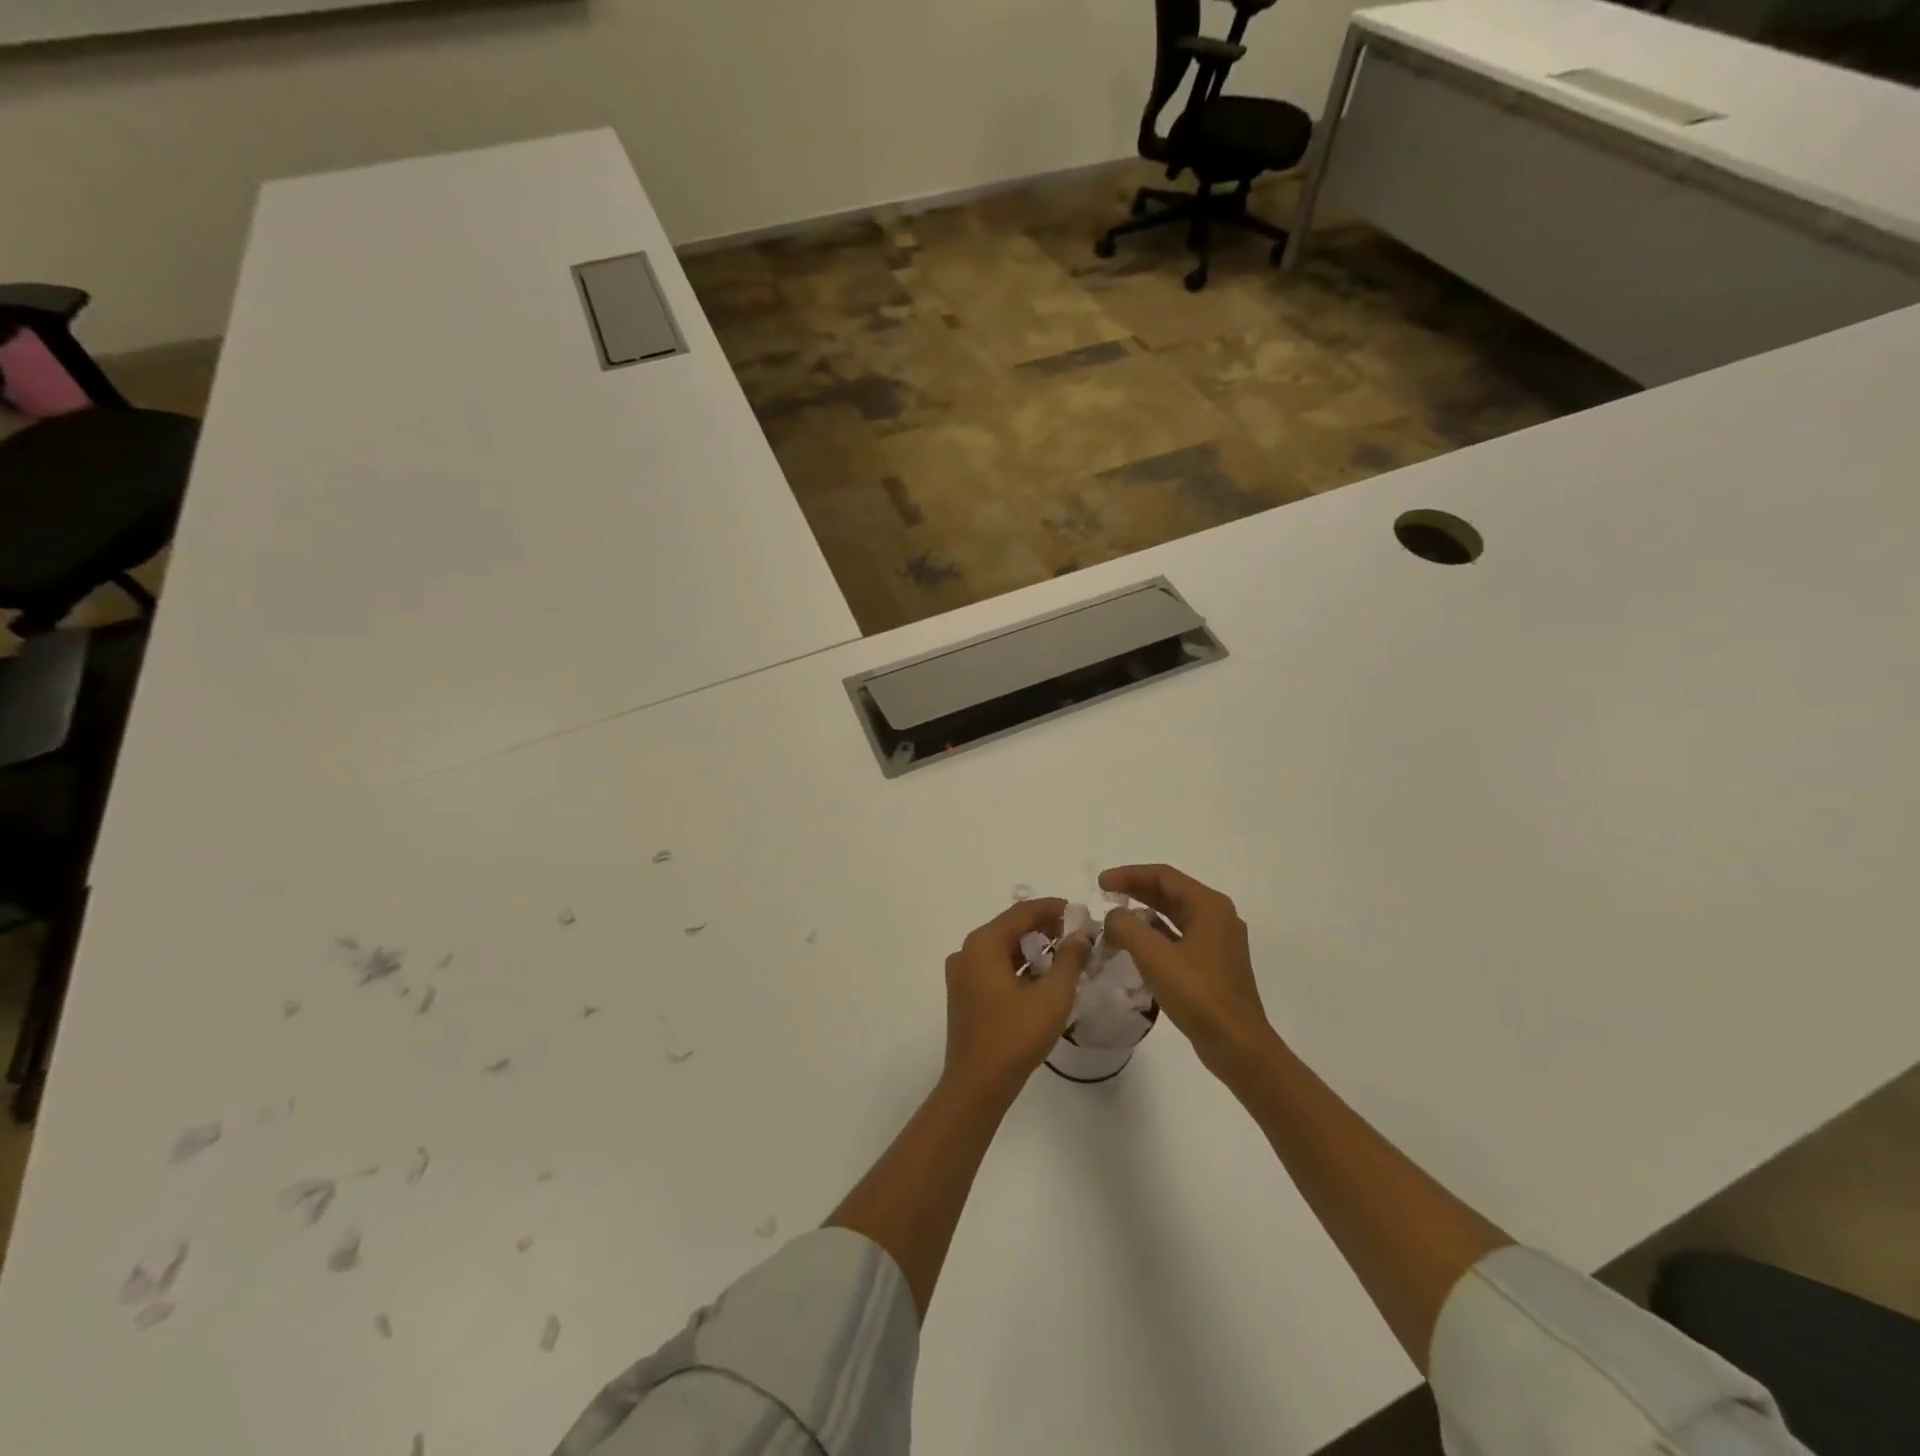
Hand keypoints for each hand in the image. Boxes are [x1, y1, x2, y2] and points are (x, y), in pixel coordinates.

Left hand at [942, 898, 1091, 1101]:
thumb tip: (1082, 934)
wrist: (977, 1084)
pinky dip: (1017, 965)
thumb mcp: (1052, 995)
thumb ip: (1070, 959)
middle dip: (1043, 927)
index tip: (1078, 912)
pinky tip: (1041, 976)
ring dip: (1031, 947)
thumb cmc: (1016, 1036)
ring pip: (1001, 948)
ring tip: (1064, 954)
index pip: (1022, 912)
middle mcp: (967, 951)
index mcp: (983, 943)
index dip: (1052, 908)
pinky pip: (993, 966)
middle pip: (1009, 927)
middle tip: (1075, 934)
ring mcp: (961, 973)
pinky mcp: (963, 993)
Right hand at [1098, 864, 1274, 1074]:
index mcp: (1209, 906)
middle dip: (1135, 891)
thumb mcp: (1154, 956)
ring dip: (1144, 914)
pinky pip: (1179, 938)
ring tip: (1115, 920)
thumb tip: (1114, 917)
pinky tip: (1135, 947)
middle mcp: (1217, 917)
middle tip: (1104, 896)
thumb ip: (1126, 927)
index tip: (1100, 884)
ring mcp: (1218, 942)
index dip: (1129, 875)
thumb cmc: (1198, 994)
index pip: (1163, 876)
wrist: (1237, 1045)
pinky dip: (1155, 936)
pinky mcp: (1214, 965)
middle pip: (1170, 893)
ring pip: (1174, 916)